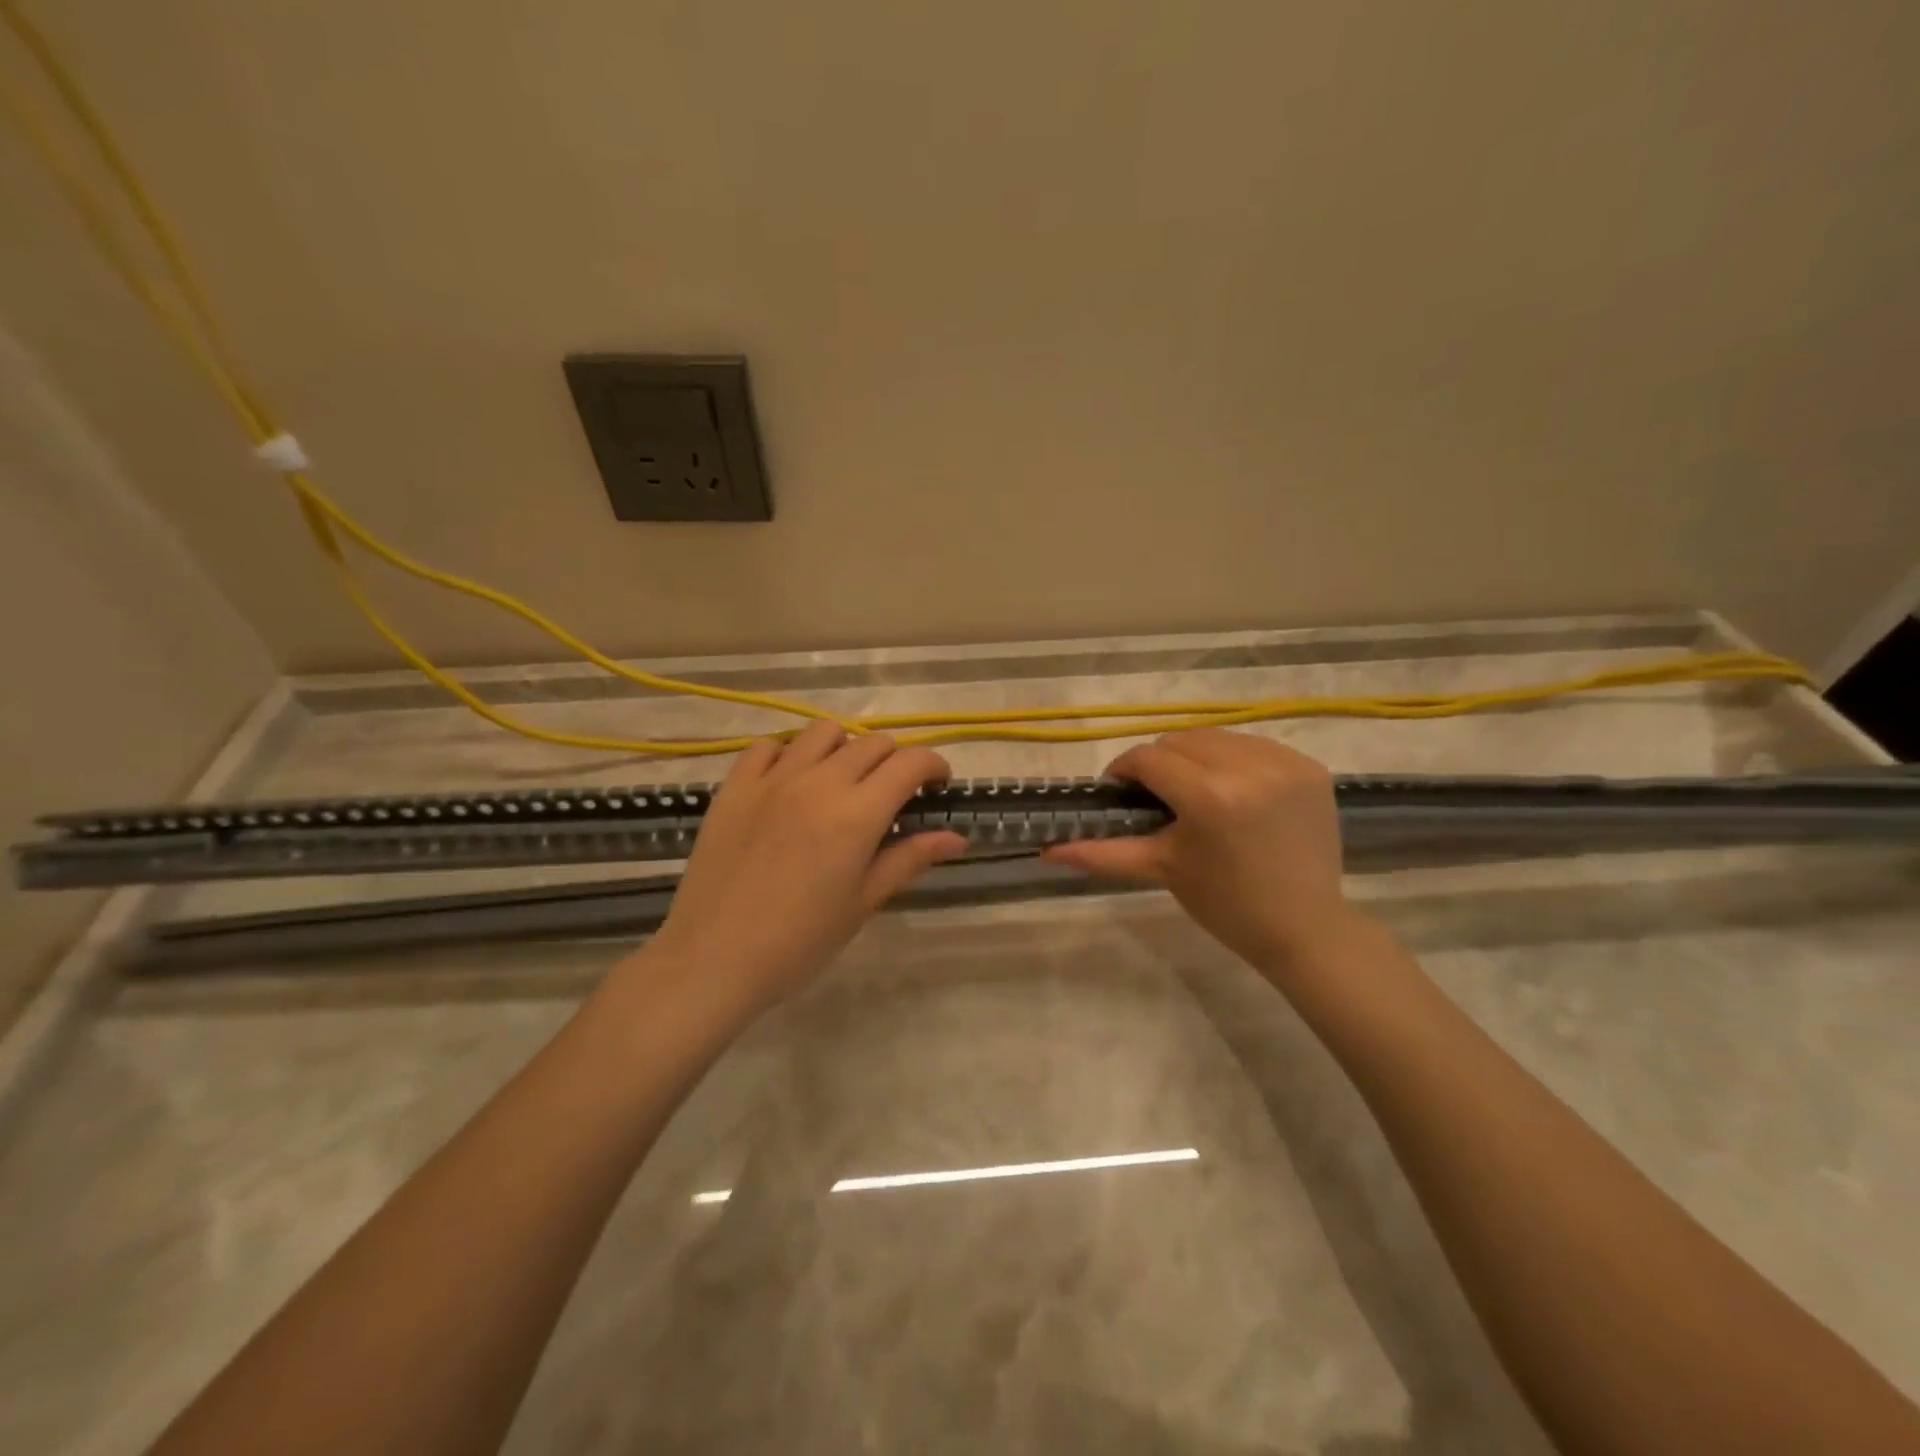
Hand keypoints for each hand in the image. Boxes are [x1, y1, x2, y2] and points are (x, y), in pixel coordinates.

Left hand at [646, 722, 965, 1007]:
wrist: (713, 959)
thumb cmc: (799, 941)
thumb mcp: (863, 902)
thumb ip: (910, 859)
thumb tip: (957, 837)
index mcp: (856, 814)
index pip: (909, 763)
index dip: (933, 766)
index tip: (937, 786)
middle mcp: (818, 782)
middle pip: (872, 743)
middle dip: (895, 760)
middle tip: (893, 794)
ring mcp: (772, 779)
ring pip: (822, 732)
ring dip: (845, 748)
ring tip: (842, 781)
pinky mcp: (734, 787)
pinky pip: (768, 746)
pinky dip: (789, 754)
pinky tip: (791, 783)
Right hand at [1042, 729, 1357, 976]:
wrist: (1305, 928)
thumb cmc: (1225, 904)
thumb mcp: (1162, 870)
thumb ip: (1102, 853)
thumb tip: (1046, 851)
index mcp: (1209, 796)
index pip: (1148, 759)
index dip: (1124, 771)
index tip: (1119, 791)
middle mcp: (1249, 767)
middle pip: (1180, 740)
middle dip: (1160, 763)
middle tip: (1158, 798)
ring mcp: (1285, 763)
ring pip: (1216, 737)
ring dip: (1196, 757)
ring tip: (1196, 792)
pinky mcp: (1309, 766)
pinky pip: (1254, 746)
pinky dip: (1234, 760)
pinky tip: (1234, 792)